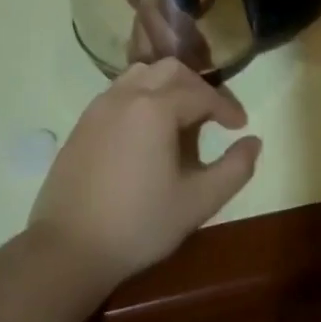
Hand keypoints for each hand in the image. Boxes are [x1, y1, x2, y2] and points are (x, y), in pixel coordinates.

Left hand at [27, 58, 261, 292]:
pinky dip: (142, 96)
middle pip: (171, 70)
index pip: (202, 94)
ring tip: (181, 116)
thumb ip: (234, 169)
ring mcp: (100, 106)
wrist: (66, 250)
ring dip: (168, 86)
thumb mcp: (198, 202)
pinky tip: (147, 130)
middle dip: (198, 87)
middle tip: (213, 116)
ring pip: (142, 74)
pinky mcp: (83, 123)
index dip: (226, 107)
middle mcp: (127, 95)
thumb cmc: (138, 224)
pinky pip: (120, 91)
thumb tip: (254, 142)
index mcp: (156, 107)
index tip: (240, 126)